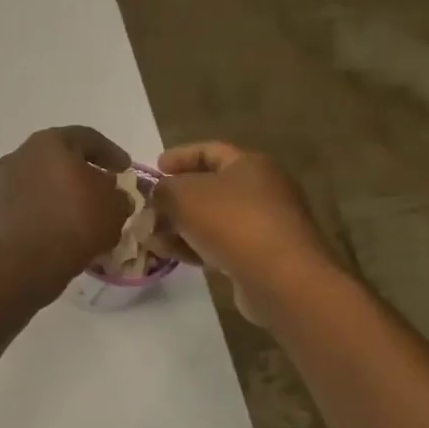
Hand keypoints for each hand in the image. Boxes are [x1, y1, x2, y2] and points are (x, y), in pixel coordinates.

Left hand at [0, 126, 132, 294]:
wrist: (25, 261)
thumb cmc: (75, 221)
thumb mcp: (114, 207)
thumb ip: (119, 195)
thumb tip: (113, 197)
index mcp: (50, 142)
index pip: (87, 138)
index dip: (111, 153)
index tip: (125, 169)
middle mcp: (22, 155)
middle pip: (61, 159)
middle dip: (84, 173)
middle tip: (105, 189)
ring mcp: (5, 182)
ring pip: (44, 182)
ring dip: (65, 194)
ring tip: (86, 213)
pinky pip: (32, 204)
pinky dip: (49, 211)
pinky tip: (65, 229)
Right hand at [153, 141, 341, 328]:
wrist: (279, 277)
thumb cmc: (230, 222)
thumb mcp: (183, 195)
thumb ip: (163, 189)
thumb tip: (159, 193)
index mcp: (249, 164)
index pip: (209, 150)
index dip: (179, 156)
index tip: (154, 168)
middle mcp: (262, 189)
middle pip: (210, 187)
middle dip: (175, 198)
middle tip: (149, 208)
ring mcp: (264, 224)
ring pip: (212, 219)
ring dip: (180, 226)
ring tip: (152, 238)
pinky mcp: (260, 255)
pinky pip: (221, 244)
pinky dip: (195, 246)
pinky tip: (173, 256)